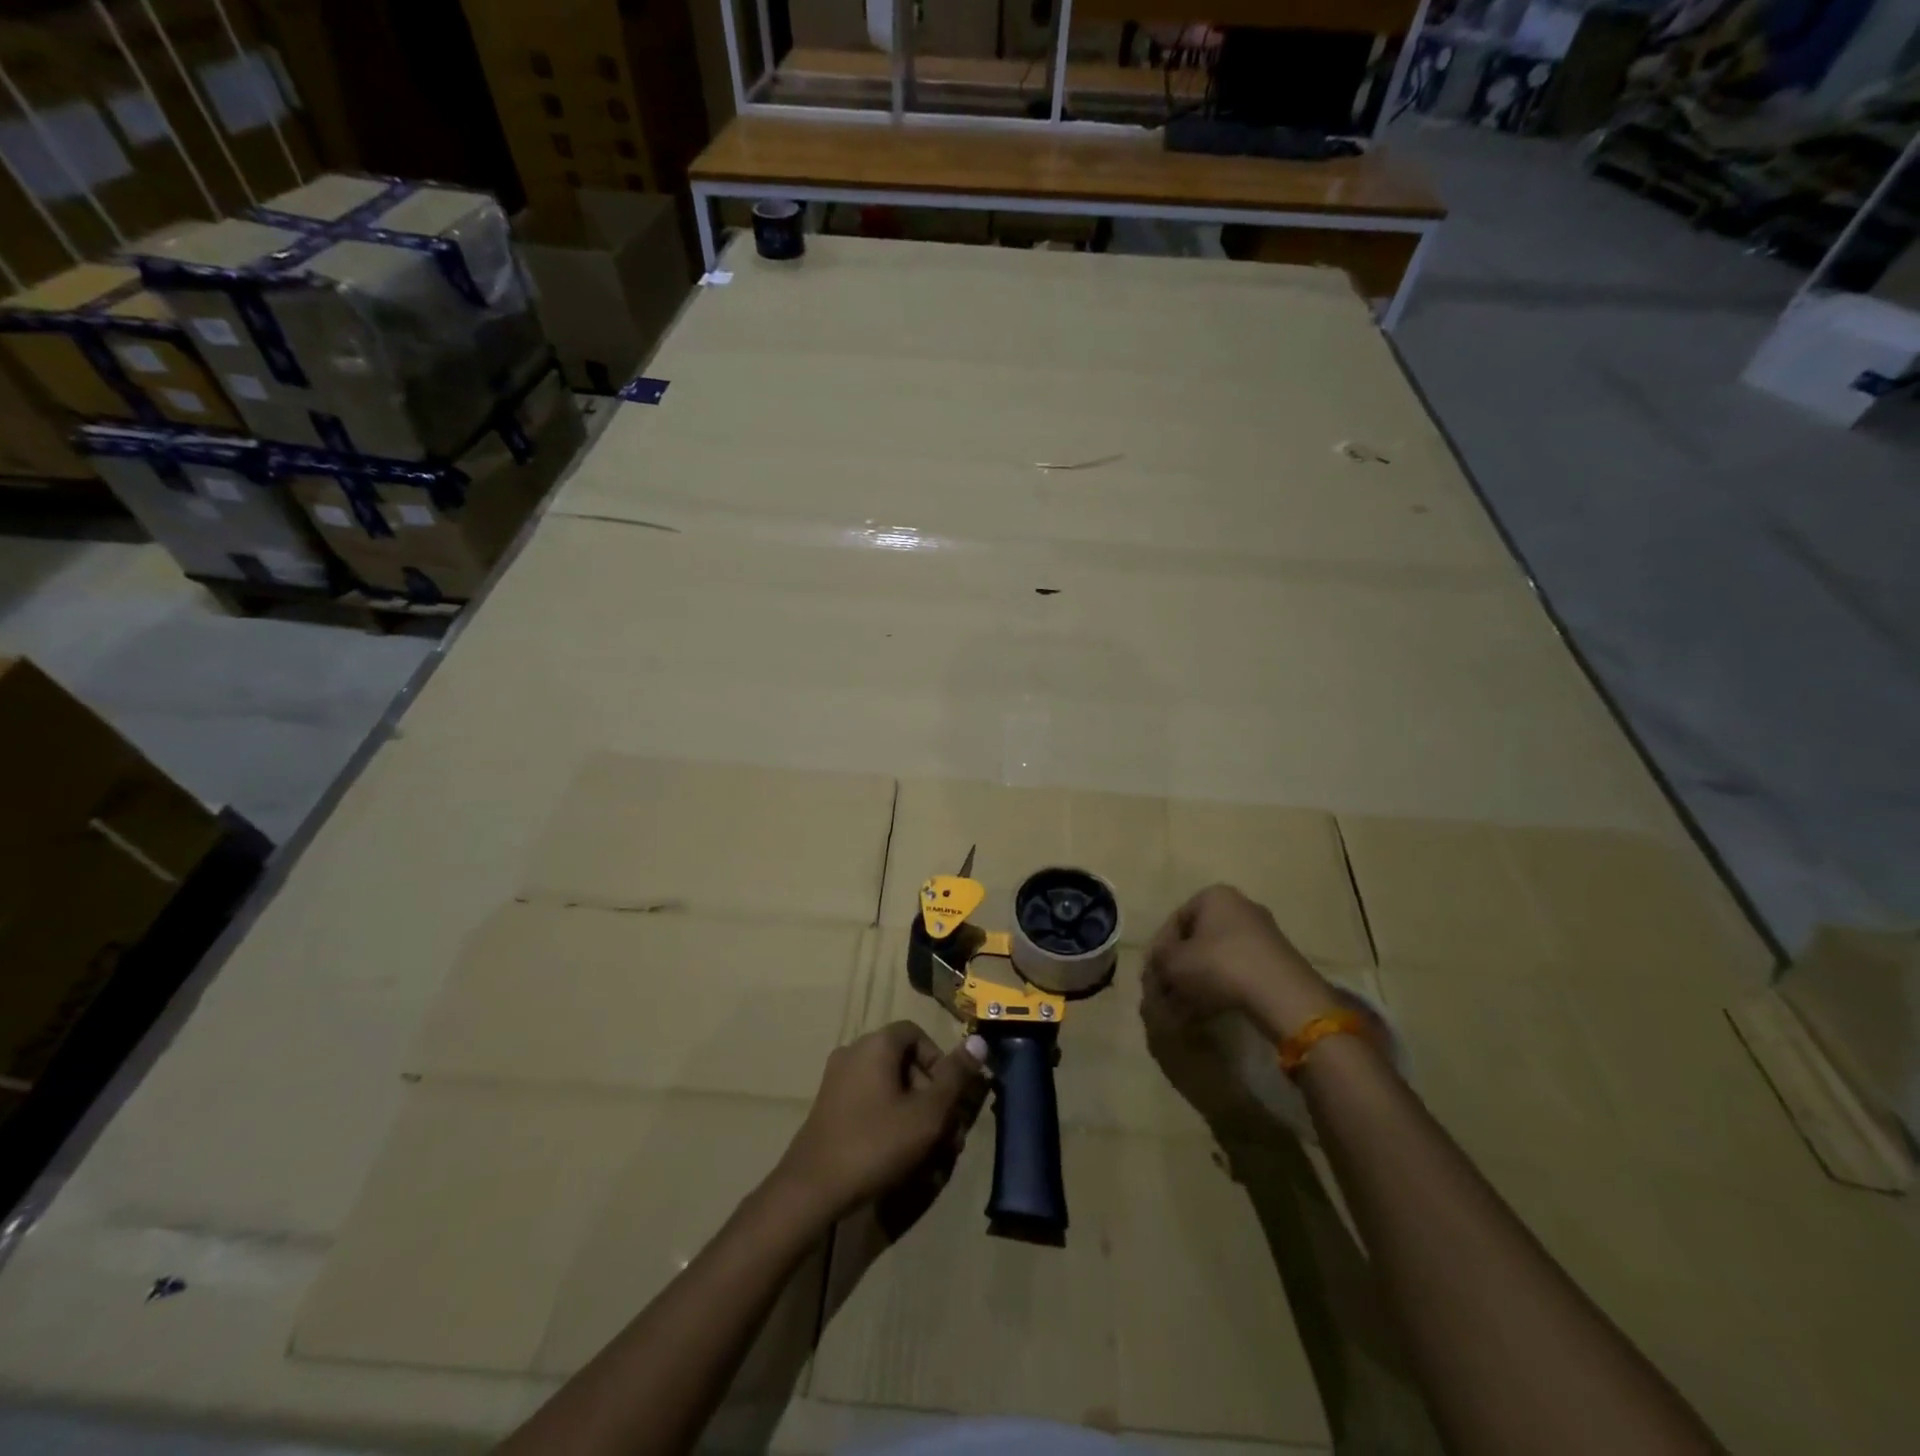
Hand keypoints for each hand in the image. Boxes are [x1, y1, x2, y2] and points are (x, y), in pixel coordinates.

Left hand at [772, 1022, 988, 1227]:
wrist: (811, 1189)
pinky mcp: (829, 1107)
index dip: (940, 1061)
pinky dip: (890, 1122)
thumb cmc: (876, 1143)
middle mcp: (854, 1052)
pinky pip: (870, 1103)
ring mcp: (838, 1080)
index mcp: (876, 1044)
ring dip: (914, 1114)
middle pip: (904, 1062)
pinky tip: (901, 1158)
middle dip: (931, 1096)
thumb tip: (980, 1040)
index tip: (950, 1097)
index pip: (917, 1034)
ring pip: (889, 1088)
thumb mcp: (927, 1113)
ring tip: (930, 1155)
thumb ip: (955, 1076)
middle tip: (947, 1134)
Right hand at [1145, 885, 1339, 1039]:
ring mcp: (1263, 934)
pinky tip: (1208, 1012)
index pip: (1175, 922)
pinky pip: (1238, 972)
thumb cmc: (1219, 965)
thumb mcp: (1173, 963)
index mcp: (1214, 897)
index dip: (1158, 951)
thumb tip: (1157, 969)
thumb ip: (1158, 962)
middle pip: (1197, 941)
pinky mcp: (1278, 961)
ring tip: (1183, 1011)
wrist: (1282, 994)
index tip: (1152, 977)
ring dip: (1197, 983)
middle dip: (1179, 970)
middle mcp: (1240, 907)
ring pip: (1217, 959)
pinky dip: (1221, 989)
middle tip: (1167, 996)